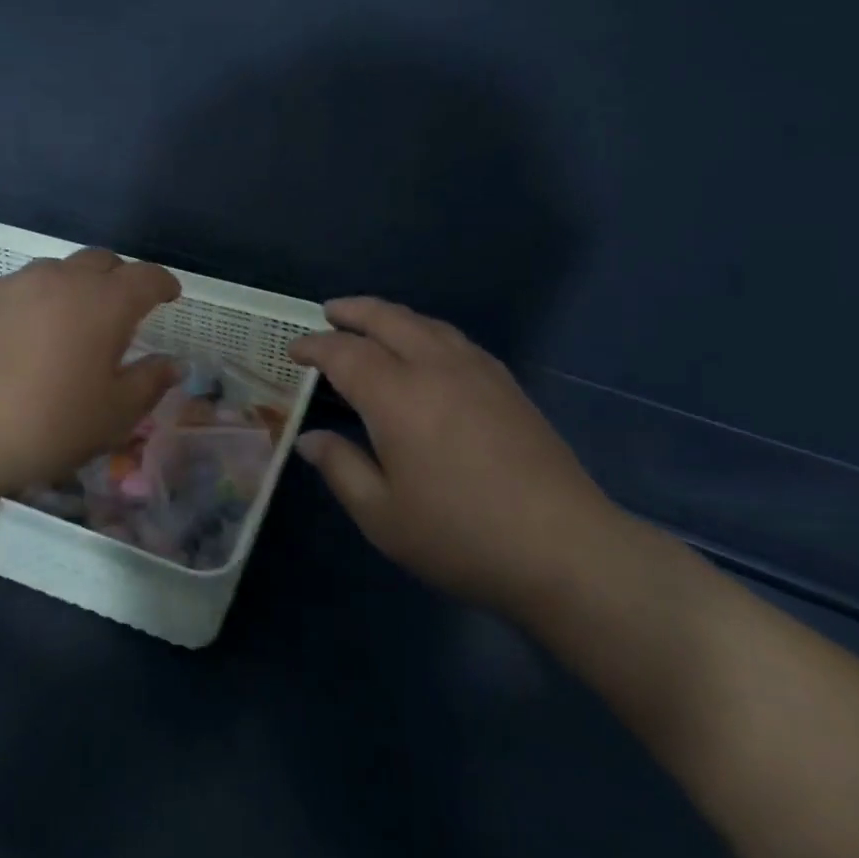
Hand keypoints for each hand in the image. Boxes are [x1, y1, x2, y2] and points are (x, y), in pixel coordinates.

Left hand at [0, 249, 181, 509]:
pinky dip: (38, 300)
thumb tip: (172, 363)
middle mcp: (61, 280)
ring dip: (77, 286)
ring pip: (58, 270)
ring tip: (73, 321)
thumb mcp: (111, 416)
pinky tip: (26, 334)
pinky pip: (21, 287)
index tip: (171, 296)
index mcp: (103, 303)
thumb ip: (149, 383)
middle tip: (124, 309)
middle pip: (101, 261)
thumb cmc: (43, 424)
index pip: (146, 278)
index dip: (164, 284)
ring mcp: (14, 284)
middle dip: (121, 278)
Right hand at [289, 298, 618, 614]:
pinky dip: (426, 331)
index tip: (295, 350)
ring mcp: (478, 371)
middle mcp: (436, 367)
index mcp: (397, 396)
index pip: (345, 353)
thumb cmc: (460, 536)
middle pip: (388, 319)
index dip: (316, 347)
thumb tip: (309, 438)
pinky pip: (454, 338)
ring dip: (392, 316)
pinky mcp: (507, 384)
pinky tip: (426, 350)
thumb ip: (341, 468)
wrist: (562, 547)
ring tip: (373, 323)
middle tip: (329, 312)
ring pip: (426, 323)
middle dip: (354, 311)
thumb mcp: (382, 516)